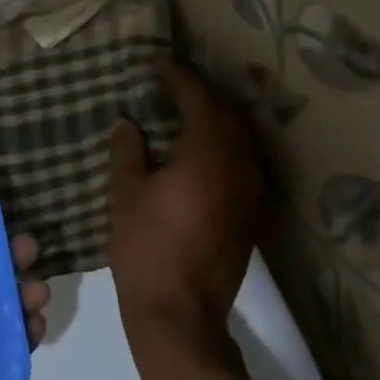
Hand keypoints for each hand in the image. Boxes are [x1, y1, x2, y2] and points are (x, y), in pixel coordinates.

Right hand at [107, 61, 266, 362]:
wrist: (180, 313)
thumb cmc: (146, 248)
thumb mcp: (126, 194)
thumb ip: (129, 151)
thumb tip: (129, 123)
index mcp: (207, 153)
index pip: (198, 99)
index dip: (178, 78)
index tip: (158, 66)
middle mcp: (239, 164)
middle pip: (228, 114)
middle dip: (203, 95)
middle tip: (174, 86)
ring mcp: (252, 190)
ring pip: (241, 138)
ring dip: (218, 120)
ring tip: (189, 113)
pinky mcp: (253, 213)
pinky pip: (244, 163)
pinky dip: (226, 147)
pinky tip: (204, 153)